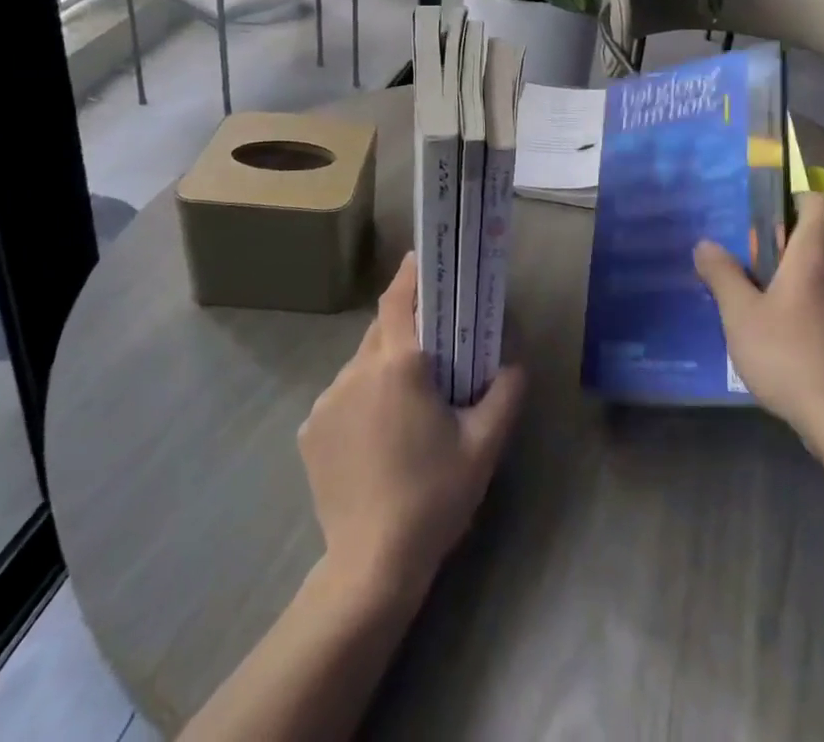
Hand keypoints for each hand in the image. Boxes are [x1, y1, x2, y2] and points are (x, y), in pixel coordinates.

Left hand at [297, 254, 525, 602]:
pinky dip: (361, 399)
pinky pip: (341, 397)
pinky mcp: (310, 430)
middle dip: (404, 326)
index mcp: (400, 365)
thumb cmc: (434, 497)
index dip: (409, 275)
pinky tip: (376, 436)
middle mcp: (357, 370)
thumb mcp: (483, 446)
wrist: (371, 565)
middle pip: (380, 330)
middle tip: (431, 343)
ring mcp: (327, 400)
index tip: (421, 258)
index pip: (398, 300)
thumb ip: (504, 395)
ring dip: (383, 367)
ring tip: (405, 401)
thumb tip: (513, 366)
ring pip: (360, 364)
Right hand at [694, 194, 823, 438]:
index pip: (819, 204)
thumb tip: (705, 244)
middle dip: (776, 241)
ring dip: (784, 275)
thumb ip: (722, 275)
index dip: (794, 196)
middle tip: (739, 255)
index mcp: (814, 256)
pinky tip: (772, 330)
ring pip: (815, 272)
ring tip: (748, 293)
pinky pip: (820, 300)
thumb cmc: (790, 355)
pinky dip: (797, 303)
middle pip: (812, 239)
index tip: (762, 210)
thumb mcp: (741, 315)